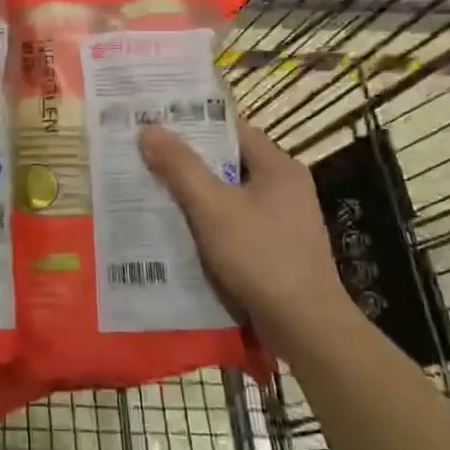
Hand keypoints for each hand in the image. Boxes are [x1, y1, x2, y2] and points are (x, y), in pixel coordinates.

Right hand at [139, 118, 352, 337]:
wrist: (305, 327)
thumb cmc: (261, 256)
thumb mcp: (214, 207)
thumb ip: (181, 167)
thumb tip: (149, 129)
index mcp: (278, 167)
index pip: (232, 129)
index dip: (194, 123)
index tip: (156, 122)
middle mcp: (284, 187)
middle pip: (228, 162)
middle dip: (187, 161)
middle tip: (144, 156)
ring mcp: (282, 221)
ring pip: (228, 196)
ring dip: (194, 195)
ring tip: (150, 191)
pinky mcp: (275, 250)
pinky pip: (234, 224)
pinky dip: (207, 224)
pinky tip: (177, 232)